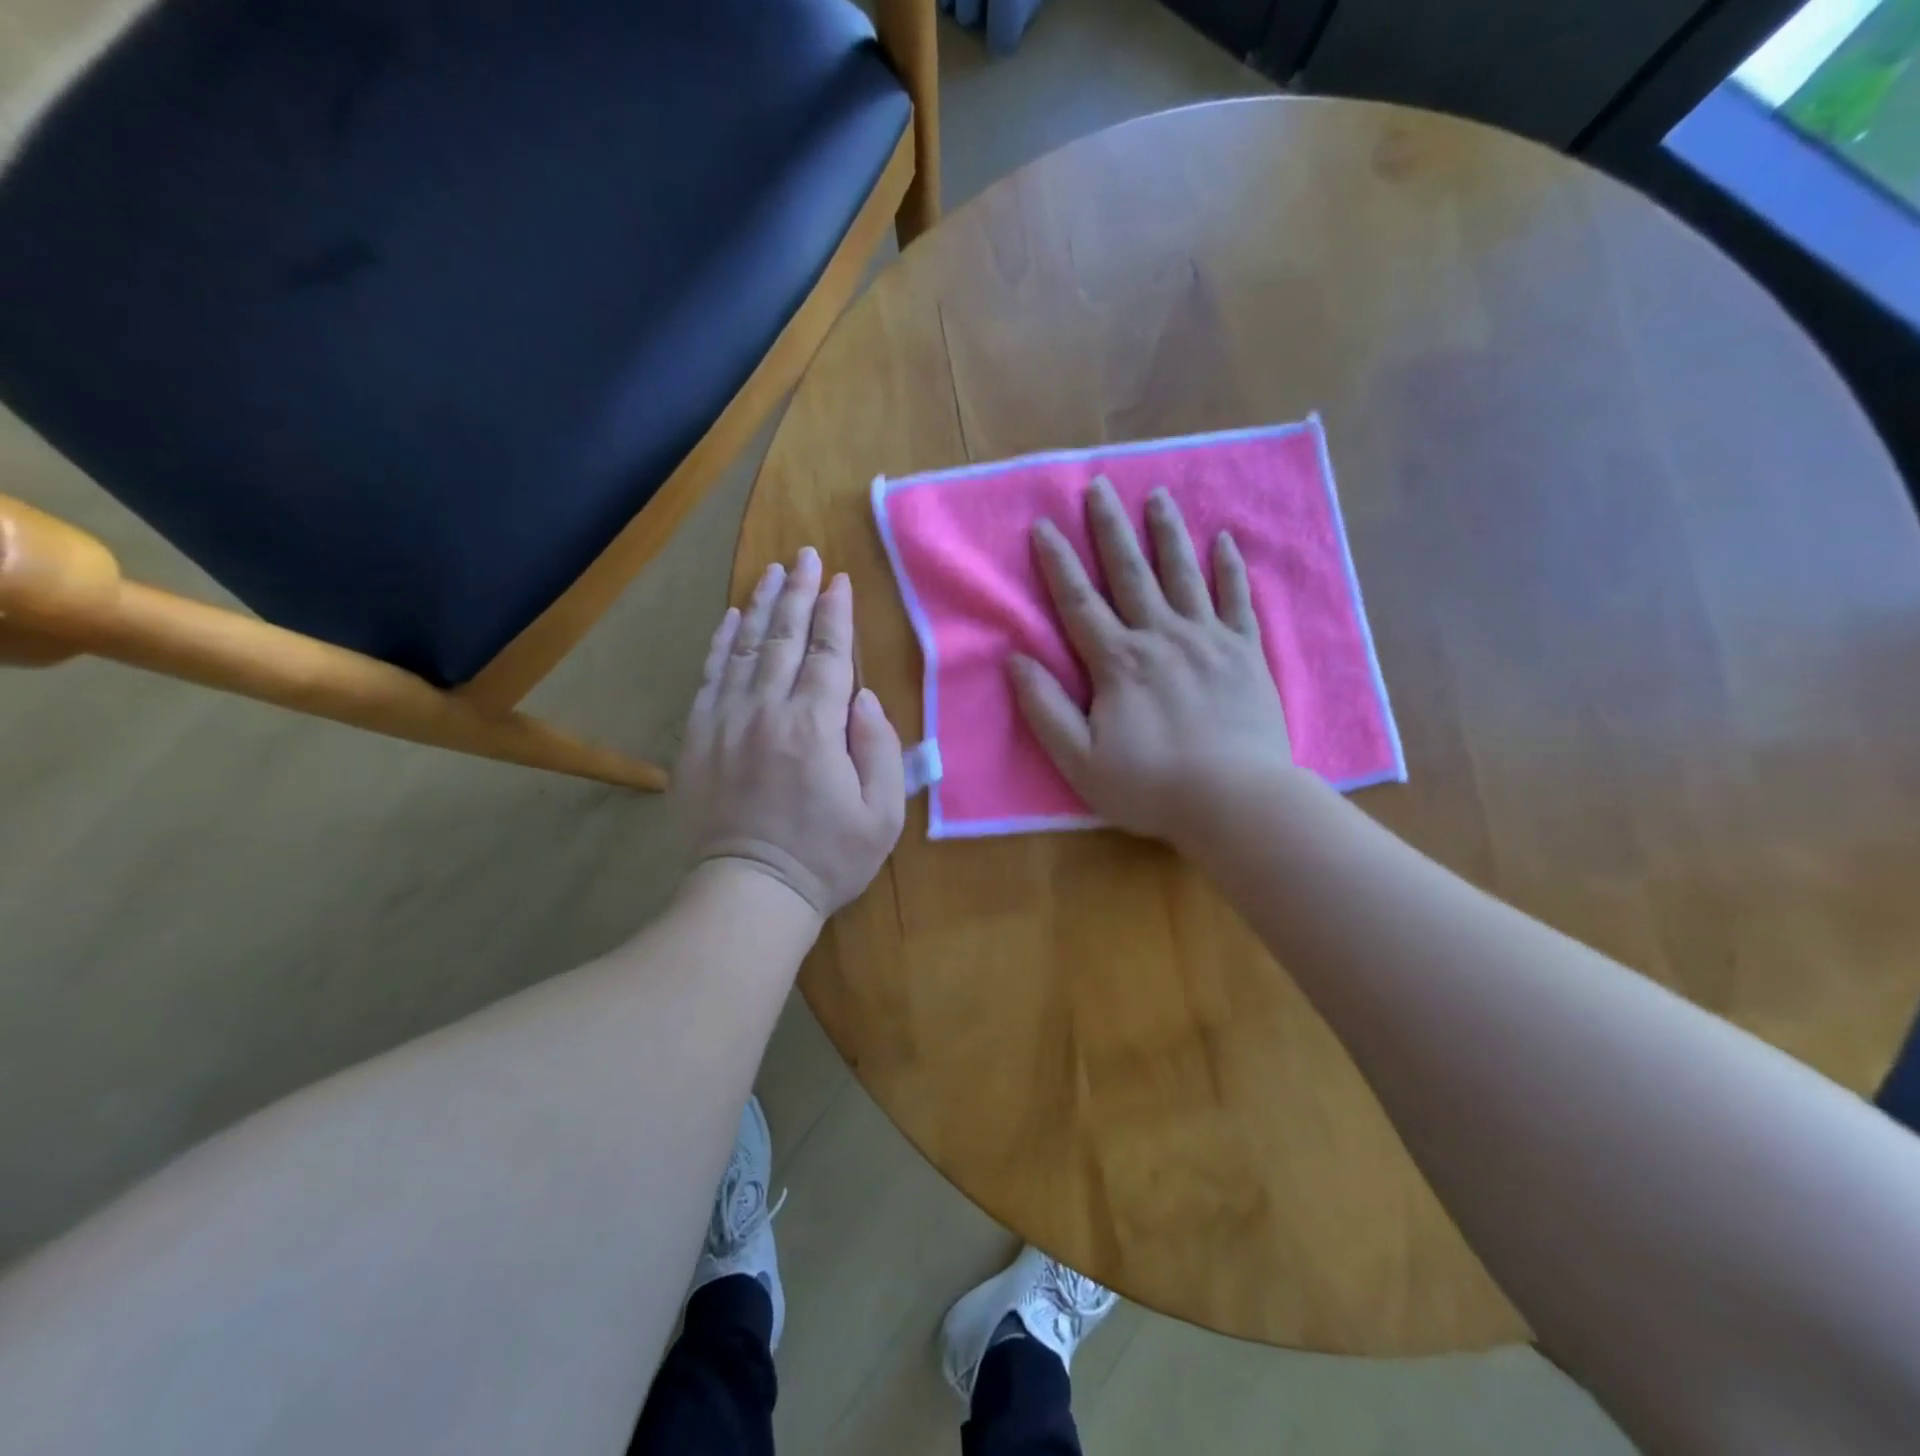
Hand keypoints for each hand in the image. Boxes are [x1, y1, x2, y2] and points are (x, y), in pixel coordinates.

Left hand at [675, 549, 905, 919]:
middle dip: (798, 593)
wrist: (749, 894)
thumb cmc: (826, 859)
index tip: (839, 580)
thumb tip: (863, 698)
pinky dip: (721, 642)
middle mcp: (767, 712)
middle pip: (784, 639)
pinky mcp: (698, 738)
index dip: (835, 614)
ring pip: (744, 648)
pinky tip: (731, 618)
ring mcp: (726, 722)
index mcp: (816, 728)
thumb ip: (879, 749)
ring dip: (761, 605)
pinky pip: (710, 676)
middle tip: (804, 555)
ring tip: (772, 571)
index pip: (828, 655)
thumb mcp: (882, 815)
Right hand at [1009, 478, 1295, 851]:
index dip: (1058, 562)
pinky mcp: (1246, 653)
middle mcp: (1161, 637)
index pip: (1079, 602)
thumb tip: (1016, 659)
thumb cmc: (1152, 786)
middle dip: (1110, 528)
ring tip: (1157, 496)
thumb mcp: (1080, 761)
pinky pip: (1236, 600)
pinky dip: (1230, 568)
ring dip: (1167, 533)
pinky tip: (1224, 540)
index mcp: (1118, 662)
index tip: (1044, 524)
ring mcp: (1208, 640)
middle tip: (1100, 485)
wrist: (1238, 801)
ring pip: (1183, 574)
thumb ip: (1045, 709)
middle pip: (1130, 573)